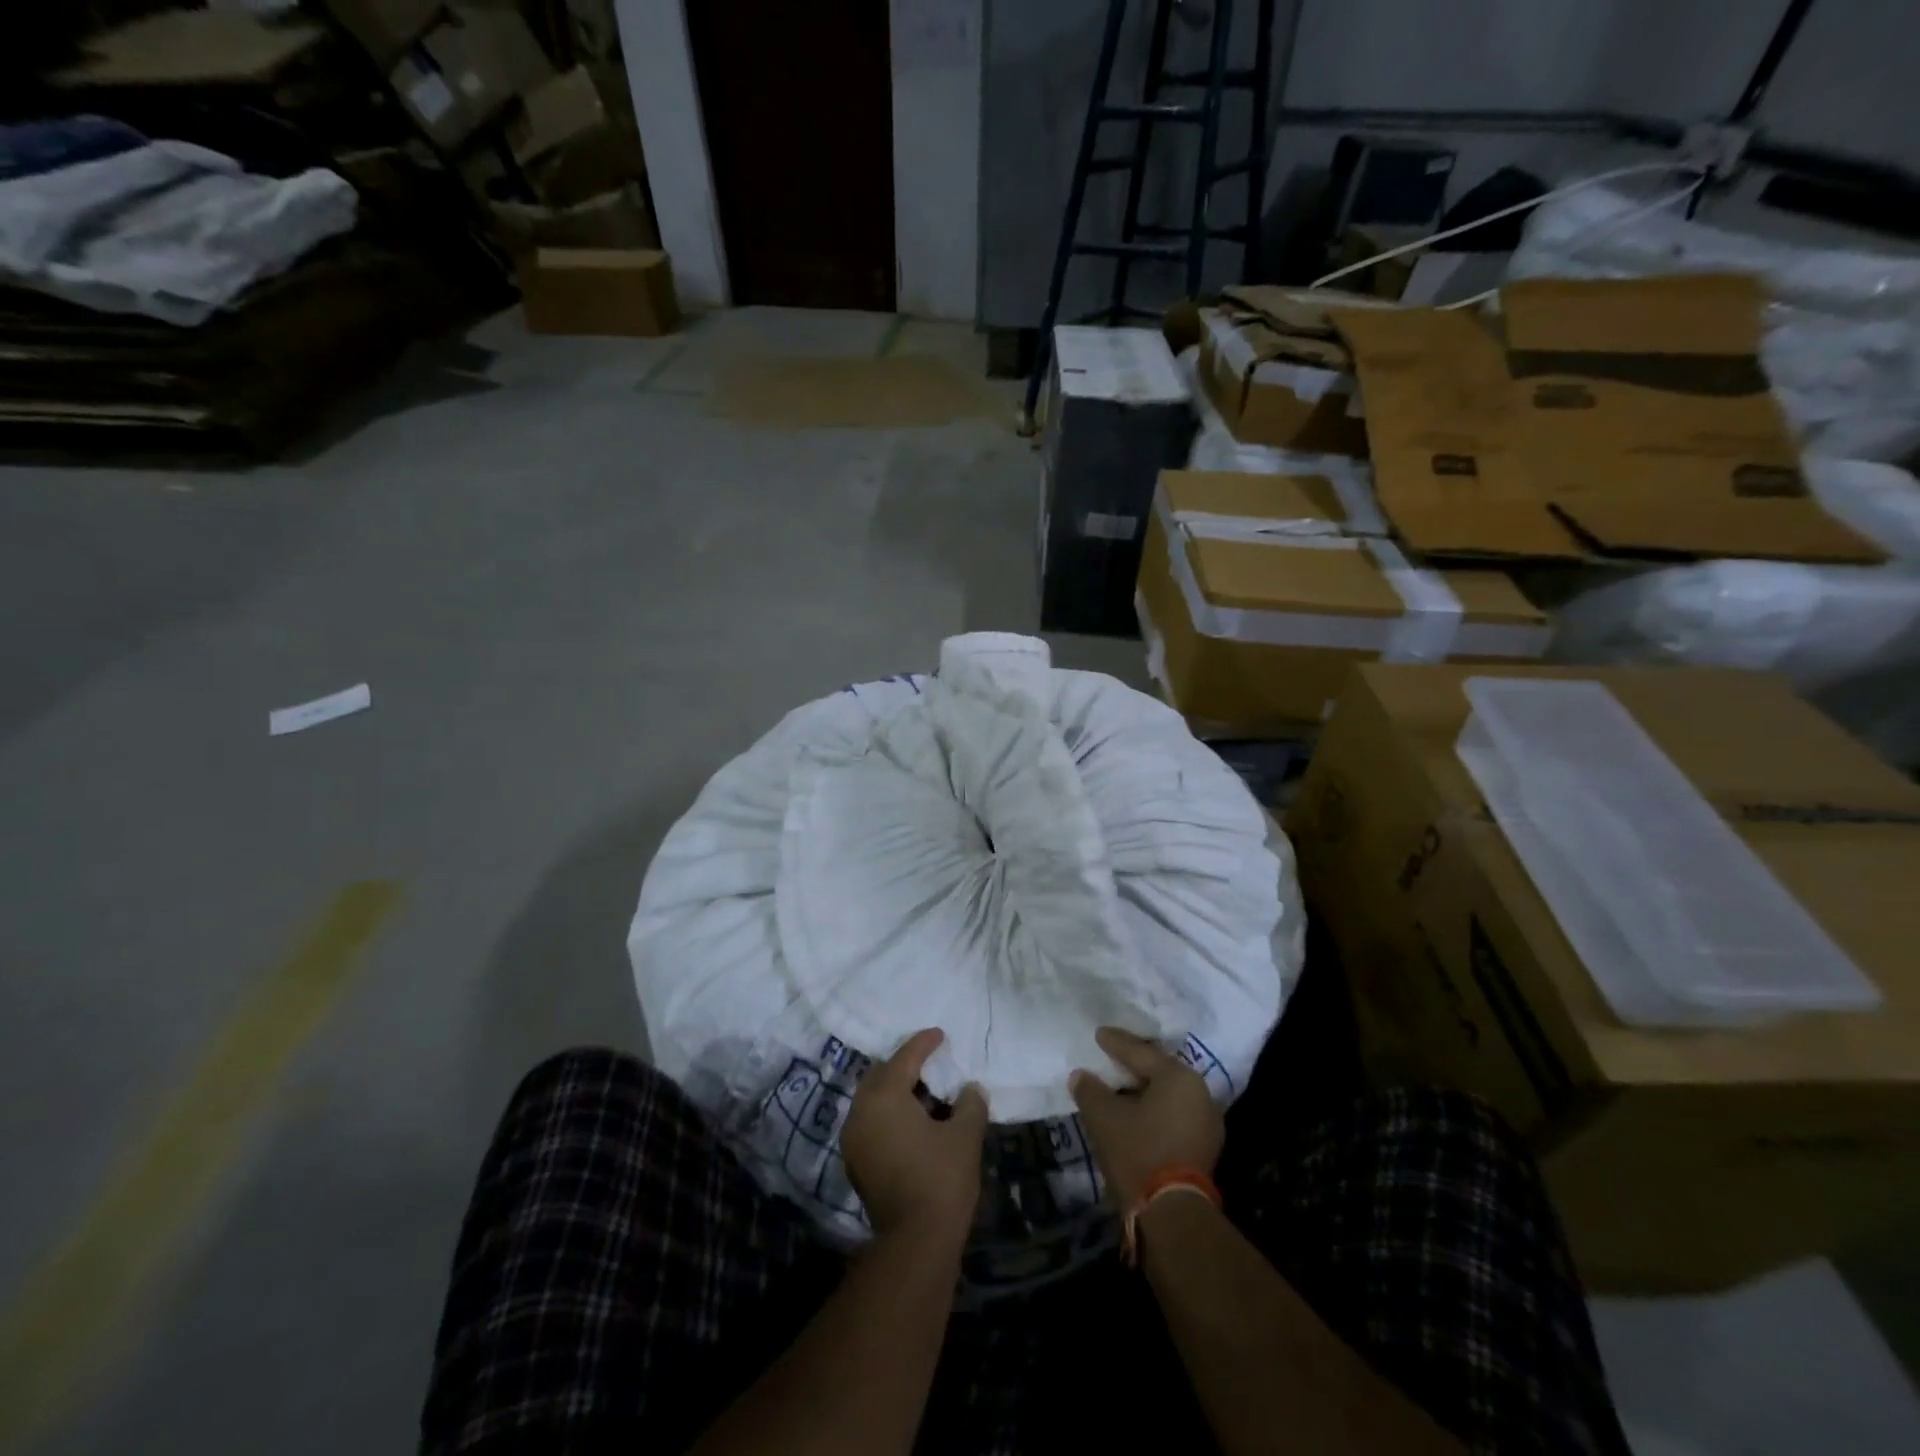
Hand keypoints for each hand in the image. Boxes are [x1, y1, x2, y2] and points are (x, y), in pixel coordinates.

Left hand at [843, 1028, 986, 1244]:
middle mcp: (860, 1111)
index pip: (904, 1058)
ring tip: (925, 1094)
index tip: (940, 1034)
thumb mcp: (965, 1135)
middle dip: (905, 1065)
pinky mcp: (856, 1163)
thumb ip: (969, 1103)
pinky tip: (913, 1123)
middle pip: (881, 1075)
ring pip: (873, 1100)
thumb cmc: (941, 1179)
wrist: (915, 1243)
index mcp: (883, 1096)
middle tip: (931, 1064)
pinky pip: (871, 1122)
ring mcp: (853, 1139)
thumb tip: (970, 1089)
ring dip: (896, 1091)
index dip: (924, 1043)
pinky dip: (889, 1114)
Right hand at [1069, 1027, 1223, 1210]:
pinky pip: (1175, 1115)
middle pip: (1159, 1071)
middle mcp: (1200, 1093)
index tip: (1099, 1034)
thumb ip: (1090, 1090)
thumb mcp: (1104, 1117)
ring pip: (1169, 1095)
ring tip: (1121, 1086)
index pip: (1142, 1052)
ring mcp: (1207, 1123)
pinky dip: (1155, 1111)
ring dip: (1145, 1091)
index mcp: (1179, 1077)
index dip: (1116, 1042)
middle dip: (1134, 1065)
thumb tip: (1080, 1076)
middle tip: (1112, 1056)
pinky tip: (1136, 1114)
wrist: (1172, 1213)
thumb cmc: (1138, 1152)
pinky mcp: (1205, 1148)